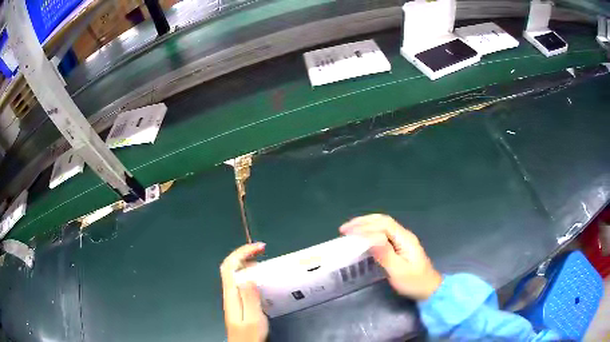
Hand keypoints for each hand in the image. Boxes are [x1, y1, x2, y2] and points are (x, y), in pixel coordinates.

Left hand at [221, 243, 268, 341]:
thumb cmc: (249, 336)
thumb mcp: (253, 318)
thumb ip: (250, 297)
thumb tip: (249, 275)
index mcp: (231, 295)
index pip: (230, 266)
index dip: (242, 252)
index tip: (258, 248)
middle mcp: (229, 293)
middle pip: (230, 267)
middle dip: (244, 253)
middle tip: (262, 250)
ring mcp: (232, 298)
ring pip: (235, 273)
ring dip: (246, 262)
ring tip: (262, 260)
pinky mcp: (238, 302)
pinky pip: (240, 282)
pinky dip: (249, 273)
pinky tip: (259, 278)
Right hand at [339, 214, 441, 299]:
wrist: (429, 289)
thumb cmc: (414, 282)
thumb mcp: (399, 271)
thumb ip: (385, 254)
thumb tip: (370, 238)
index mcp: (405, 239)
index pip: (383, 225)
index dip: (364, 226)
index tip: (347, 232)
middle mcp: (404, 235)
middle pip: (383, 221)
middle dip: (363, 222)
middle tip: (344, 229)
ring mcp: (403, 240)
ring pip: (383, 225)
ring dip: (366, 225)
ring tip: (350, 230)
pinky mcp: (400, 246)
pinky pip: (383, 233)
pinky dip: (370, 231)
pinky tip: (362, 237)